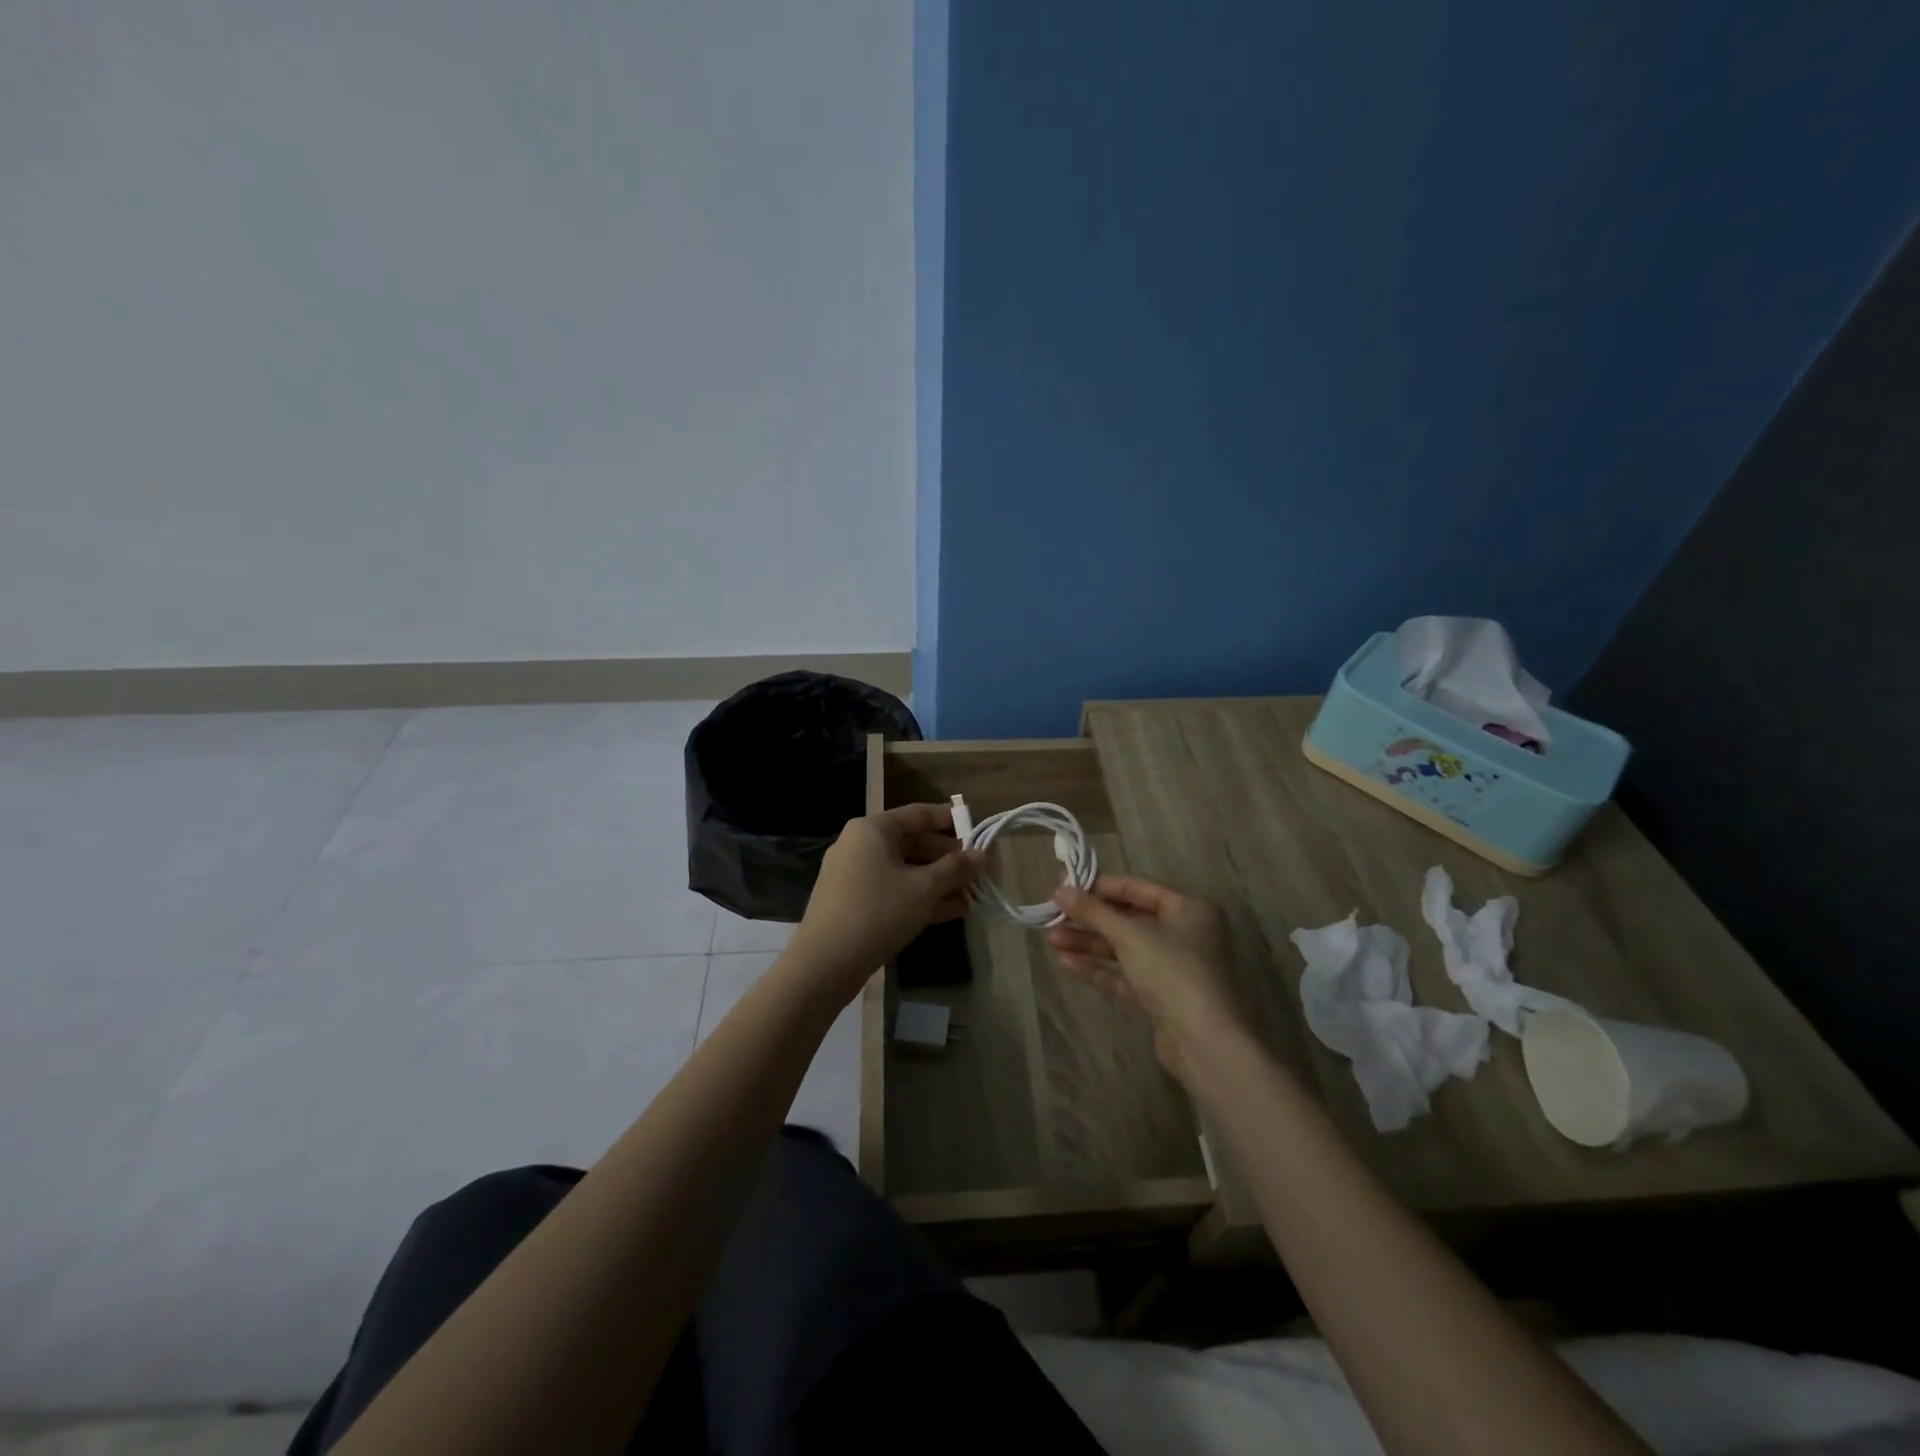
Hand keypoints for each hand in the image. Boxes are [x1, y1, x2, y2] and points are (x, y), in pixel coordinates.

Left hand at [789, 803, 982, 998]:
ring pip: (905, 870)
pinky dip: (920, 898)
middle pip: (913, 843)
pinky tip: (952, 912)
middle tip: (980, 870)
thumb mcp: (924, 888)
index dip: (951, 821)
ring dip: (938, 881)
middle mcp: (860, 845)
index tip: (978, 831)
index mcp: (873, 829)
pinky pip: (893, 891)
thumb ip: (955, 868)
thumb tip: (982, 854)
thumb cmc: (878, 911)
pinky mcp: (853, 903)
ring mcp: (854, 875)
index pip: (919, 814)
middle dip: (948, 858)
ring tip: (973, 894)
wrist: (825, 963)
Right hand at [1047, 875, 1242, 1081]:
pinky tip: (1067, 963)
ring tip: (1052, 939)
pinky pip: (1126, 975)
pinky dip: (1099, 969)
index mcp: (1188, 909)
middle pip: (1129, 919)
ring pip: (1125, 949)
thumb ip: (1093, 911)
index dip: (1100, 886)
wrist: (1204, 1042)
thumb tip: (1059, 889)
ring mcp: (1174, 968)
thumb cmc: (1173, 972)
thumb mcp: (1129, 935)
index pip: (1138, 888)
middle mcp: (1184, 934)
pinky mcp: (1162, 998)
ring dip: (1090, 943)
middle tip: (1054, 914)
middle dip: (1091, 919)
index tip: (1065, 886)